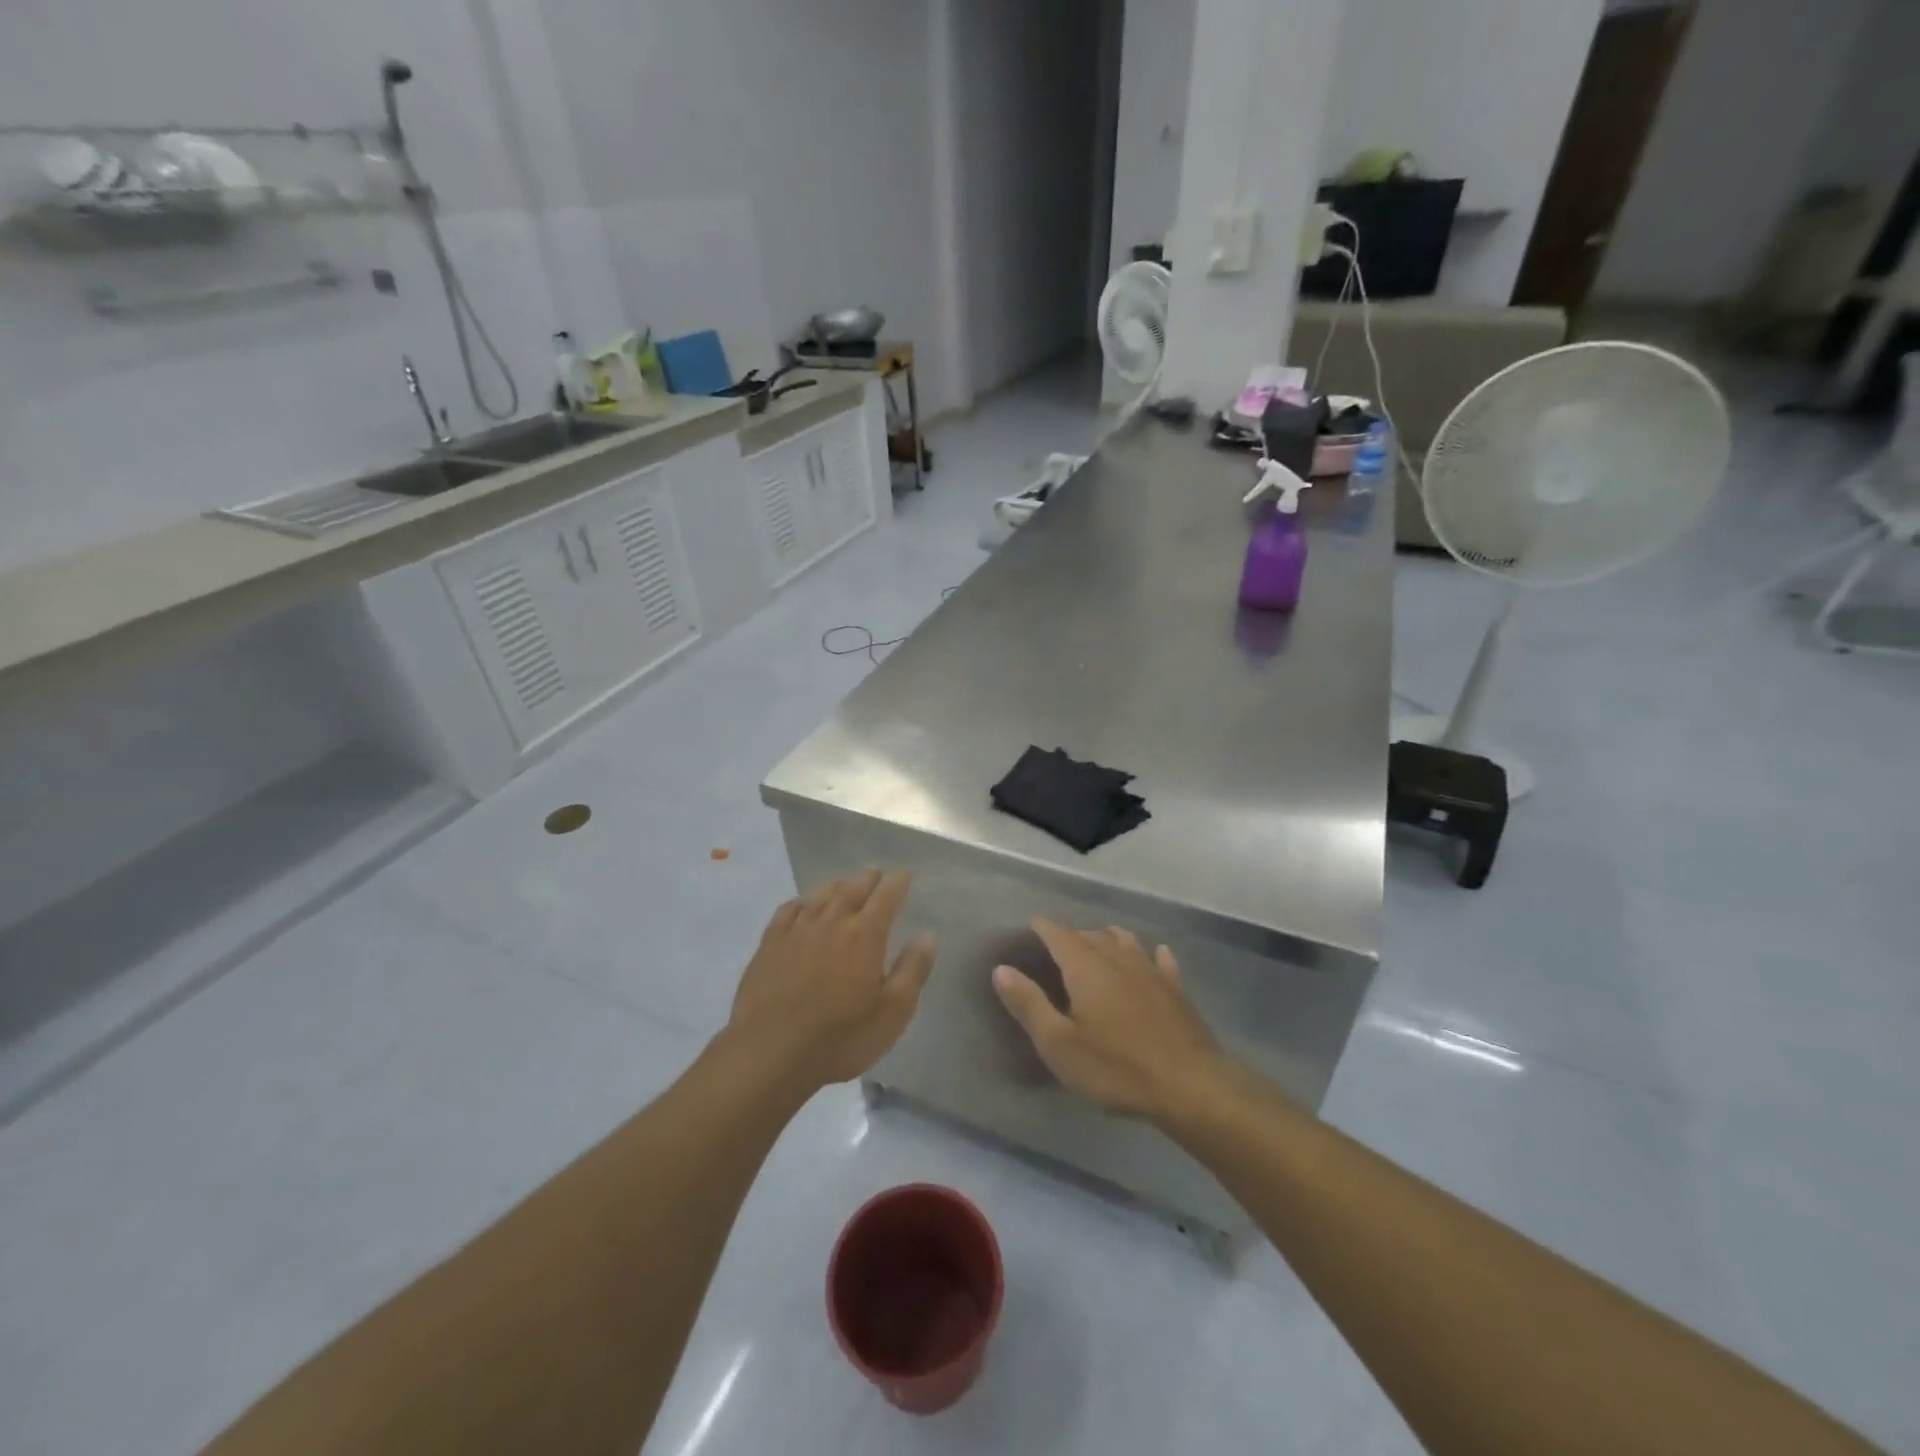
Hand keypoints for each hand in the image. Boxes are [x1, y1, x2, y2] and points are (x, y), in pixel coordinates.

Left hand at [727, 869, 935, 1090]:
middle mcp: (832, 922)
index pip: (886, 896)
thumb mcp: (892, 1013)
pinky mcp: (769, 944)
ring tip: (846, 885)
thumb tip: (928, 935)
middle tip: (877, 874)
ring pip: (821, 895)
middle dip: (869, 878)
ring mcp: (797, 930)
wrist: (770, 1052)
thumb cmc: (840, 1038)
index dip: (898, 882)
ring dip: (838, 886)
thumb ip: (913, 970)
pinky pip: (788, 910)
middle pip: (853, 888)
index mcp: (865, 936)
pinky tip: (802, 906)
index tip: (904, 875)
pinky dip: (802, 902)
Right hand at [993, 920, 1228, 1122]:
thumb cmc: (1116, 1068)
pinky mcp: (1176, 989)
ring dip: (1107, 939)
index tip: (1029, 928)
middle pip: (1090, 934)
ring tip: (1096, 947)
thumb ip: (1028, 1004)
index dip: (1042, 928)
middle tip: (1055, 949)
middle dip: (1071, 936)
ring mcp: (1151, 970)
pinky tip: (1153, 957)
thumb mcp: (1059, 1044)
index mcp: (1085, 966)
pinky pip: (1160, 960)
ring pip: (1125, 940)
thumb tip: (1001, 969)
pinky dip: (1150, 955)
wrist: (1190, 1086)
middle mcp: (1118, 957)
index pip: (1058, 933)